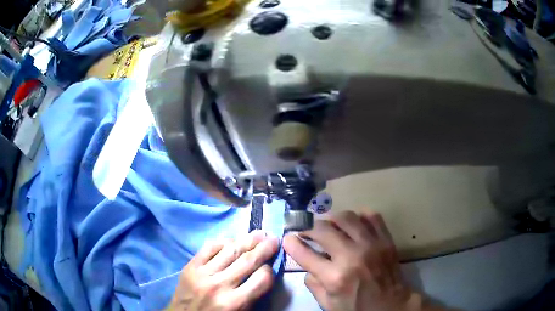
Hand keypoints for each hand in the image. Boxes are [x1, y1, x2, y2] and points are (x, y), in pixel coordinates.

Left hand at [169, 231, 278, 310]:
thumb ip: (252, 296)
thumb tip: (264, 274)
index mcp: (234, 302)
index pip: (261, 279)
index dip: (270, 270)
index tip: (271, 265)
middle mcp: (219, 285)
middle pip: (247, 261)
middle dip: (264, 248)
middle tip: (274, 238)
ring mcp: (203, 273)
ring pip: (229, 250)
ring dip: (247, 240)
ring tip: (258, 233)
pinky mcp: (190, 266)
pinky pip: (209, 248)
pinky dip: (222, 242)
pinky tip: (232, 240)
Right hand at [284, 211, 438, 310]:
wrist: (392, 305)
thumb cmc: (358, 308)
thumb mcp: (329, 304)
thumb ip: (313, 284)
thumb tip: (307, 264)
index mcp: (335, 277)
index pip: (304, 253)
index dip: (291, 243)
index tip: (288, 237)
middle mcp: (352, 256)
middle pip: (323, 229)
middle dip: (308, 227)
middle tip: (305, 231)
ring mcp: (372, 245)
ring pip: (346, 217)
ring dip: (331, 219)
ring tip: (328, 226)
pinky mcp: (386, 239)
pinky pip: (371, 216)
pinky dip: (359, 216)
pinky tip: (353, 225)